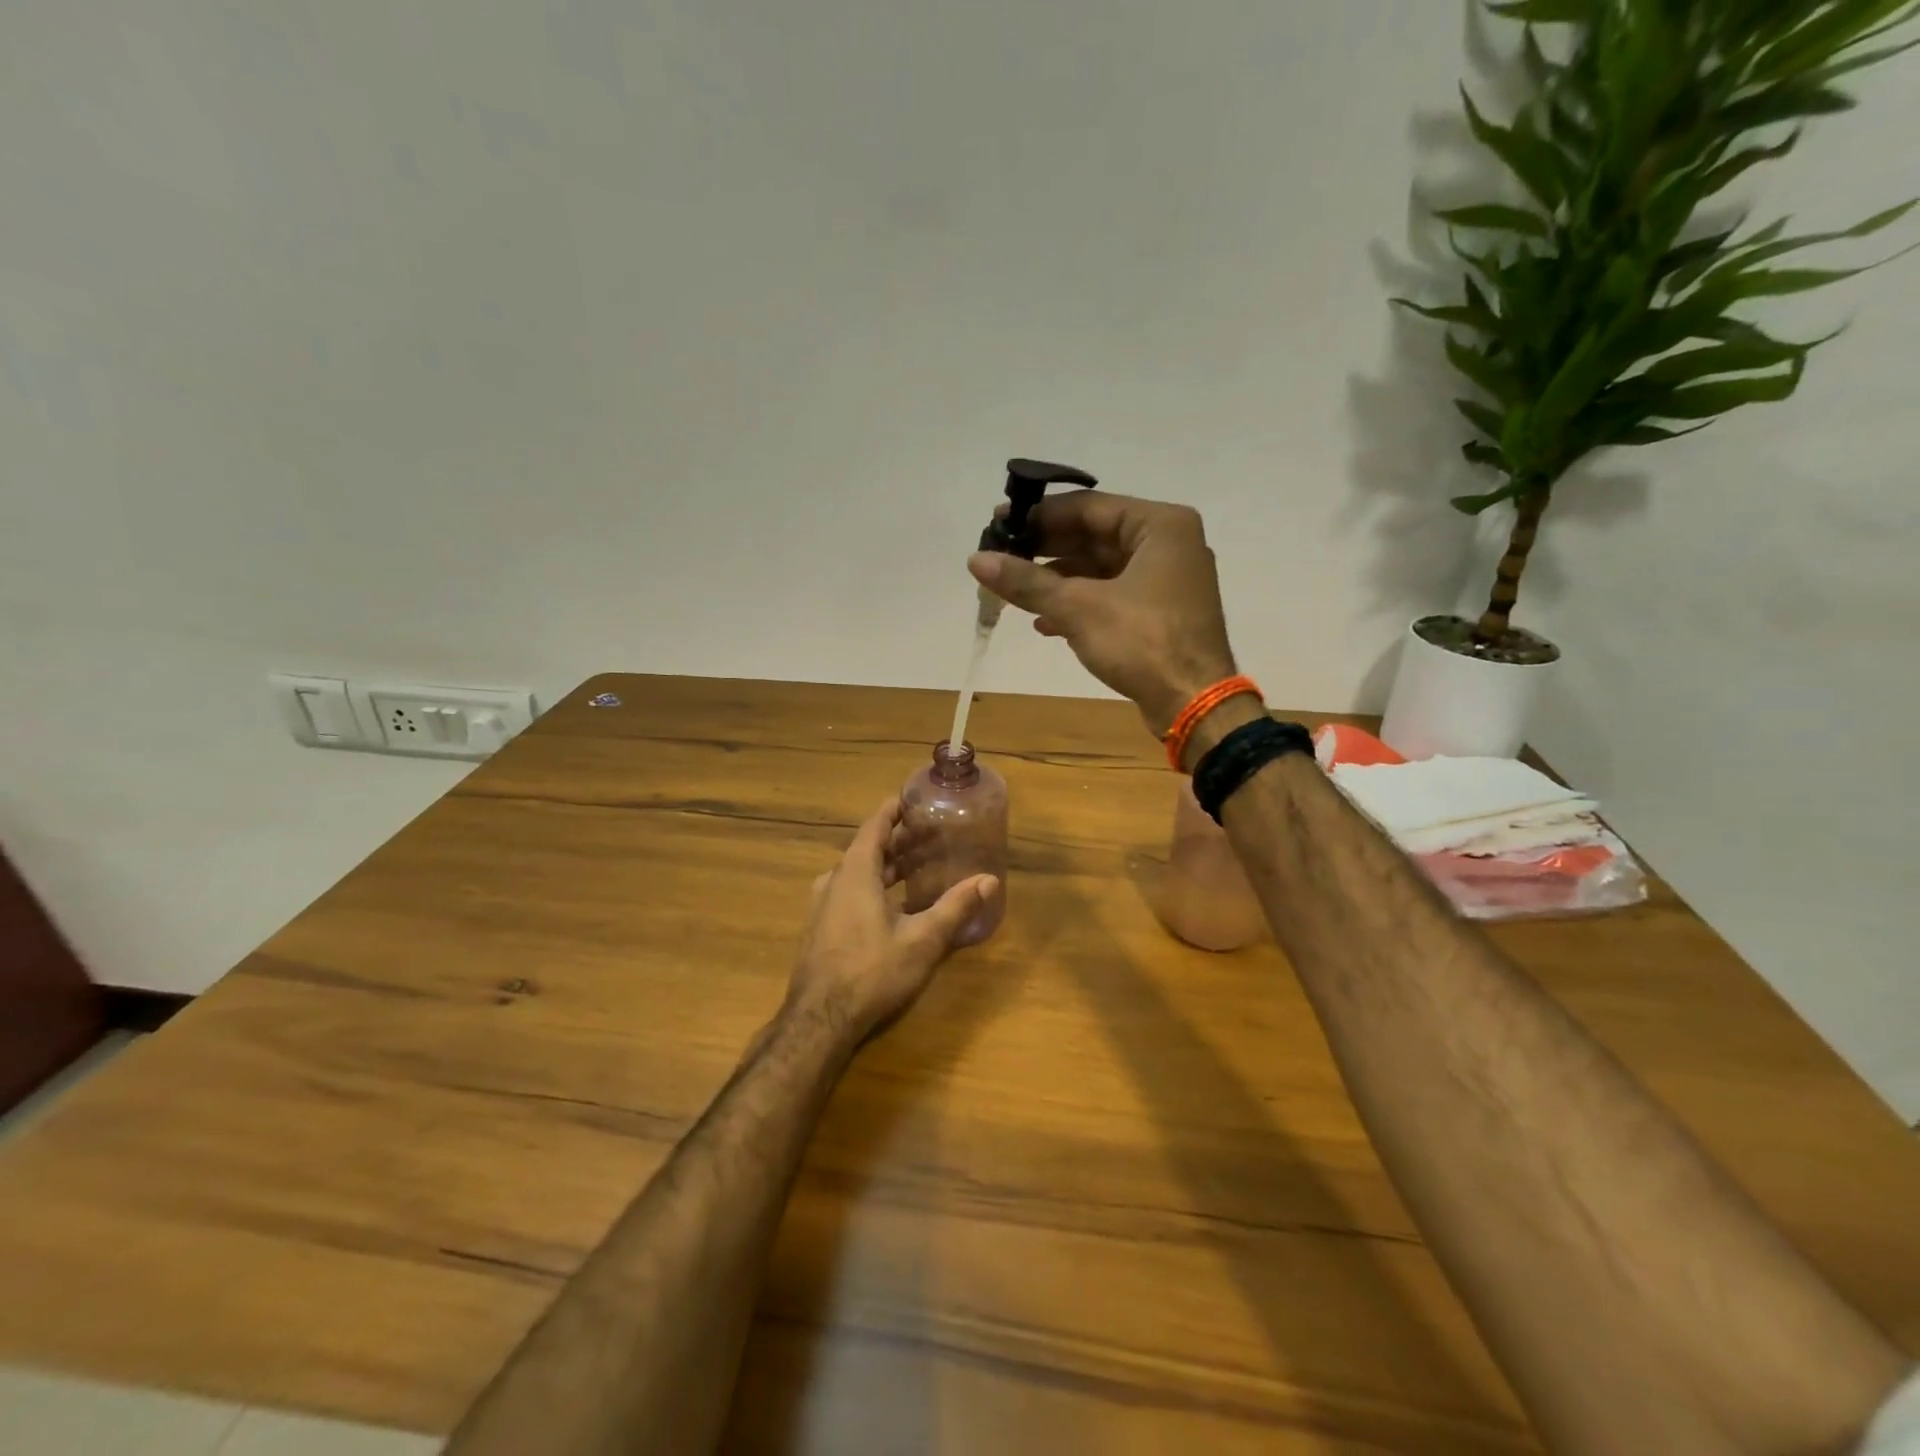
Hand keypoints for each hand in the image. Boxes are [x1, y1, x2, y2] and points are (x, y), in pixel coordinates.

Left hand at [785, 798, 997, 1043]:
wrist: (819, 1020)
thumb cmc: (872, 971)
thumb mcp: (922, 940)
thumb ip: (955, 907)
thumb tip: (989, 880)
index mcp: (855, 872)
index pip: (874, 825)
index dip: (894, 810)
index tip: (915, 800)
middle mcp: (835, 880)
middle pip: (867, 849)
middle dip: (898, 841)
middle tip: (930, 836)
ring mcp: (823, 905)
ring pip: (857, 873)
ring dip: (886, 866)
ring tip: (917, 867)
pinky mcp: (821, 928)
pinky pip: (849, 892)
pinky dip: (873, 886)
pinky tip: (894, 905)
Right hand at [968, 492, 1236, 736]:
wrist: (1193, 703)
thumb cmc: (1142, 642)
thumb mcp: (1078, 607)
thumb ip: (1027, 582)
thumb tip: (975, 560)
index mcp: (1160, 525)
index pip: (1089, 507)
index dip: (1040, 516)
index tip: (1000, 523)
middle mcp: (1168, 544)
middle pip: (1095, 536)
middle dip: (1046, 550)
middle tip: (1001, 556)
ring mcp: (1167, 580)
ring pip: (1101, 568)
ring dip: (1058, 580)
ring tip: (1015, 592)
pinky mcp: (1160, 613)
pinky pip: (1112, 595)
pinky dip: (1079, 604)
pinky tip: (1044, 622)